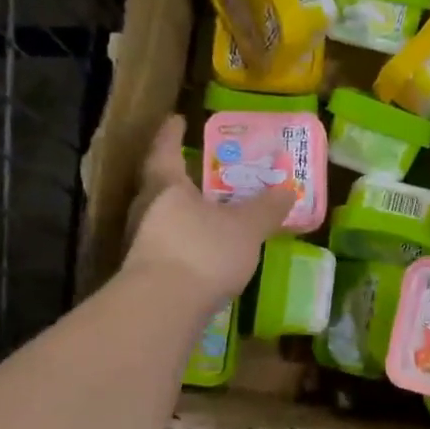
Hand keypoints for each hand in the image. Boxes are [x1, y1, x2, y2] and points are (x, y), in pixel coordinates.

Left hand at [123, 116, 294, 305]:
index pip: (166, 150)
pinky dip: (187, 242)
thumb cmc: (203, 251)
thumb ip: (266, 208)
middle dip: (180, 176)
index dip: (172, 133)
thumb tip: (287, 189)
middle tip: (201, 169)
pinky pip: (170, 246)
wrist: (163, 309)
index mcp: (166, 186)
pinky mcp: (147, 274)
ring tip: (210, 212)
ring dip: (184, 213)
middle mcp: (147, 209)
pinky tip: (206, 252)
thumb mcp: (245, 227)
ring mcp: (143, 243)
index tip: (177, 119)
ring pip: (164, 217)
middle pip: (160, 185)